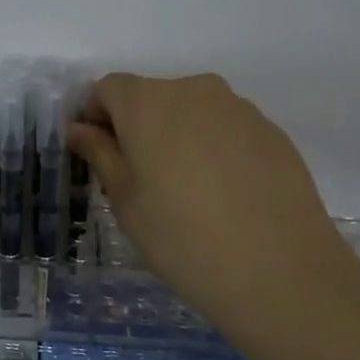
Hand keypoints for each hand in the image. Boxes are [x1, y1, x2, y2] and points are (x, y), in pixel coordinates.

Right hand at [68, 72, 354, 329]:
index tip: (101, 158)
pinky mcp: (272, 131)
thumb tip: (79, 129)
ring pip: (191, 113)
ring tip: (188, 194)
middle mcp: (194, 90)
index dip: (97, 118)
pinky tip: (224, 197)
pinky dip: (214, 151)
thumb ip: (100, 154)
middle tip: (142, 182)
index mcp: (148, 102)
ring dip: (178, 139)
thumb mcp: (126, 201)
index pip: (108, 89)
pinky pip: (226, 130)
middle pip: (152, 97)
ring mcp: (239, 109)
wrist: (280, 270)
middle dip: (138, 129)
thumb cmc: (182, 237)